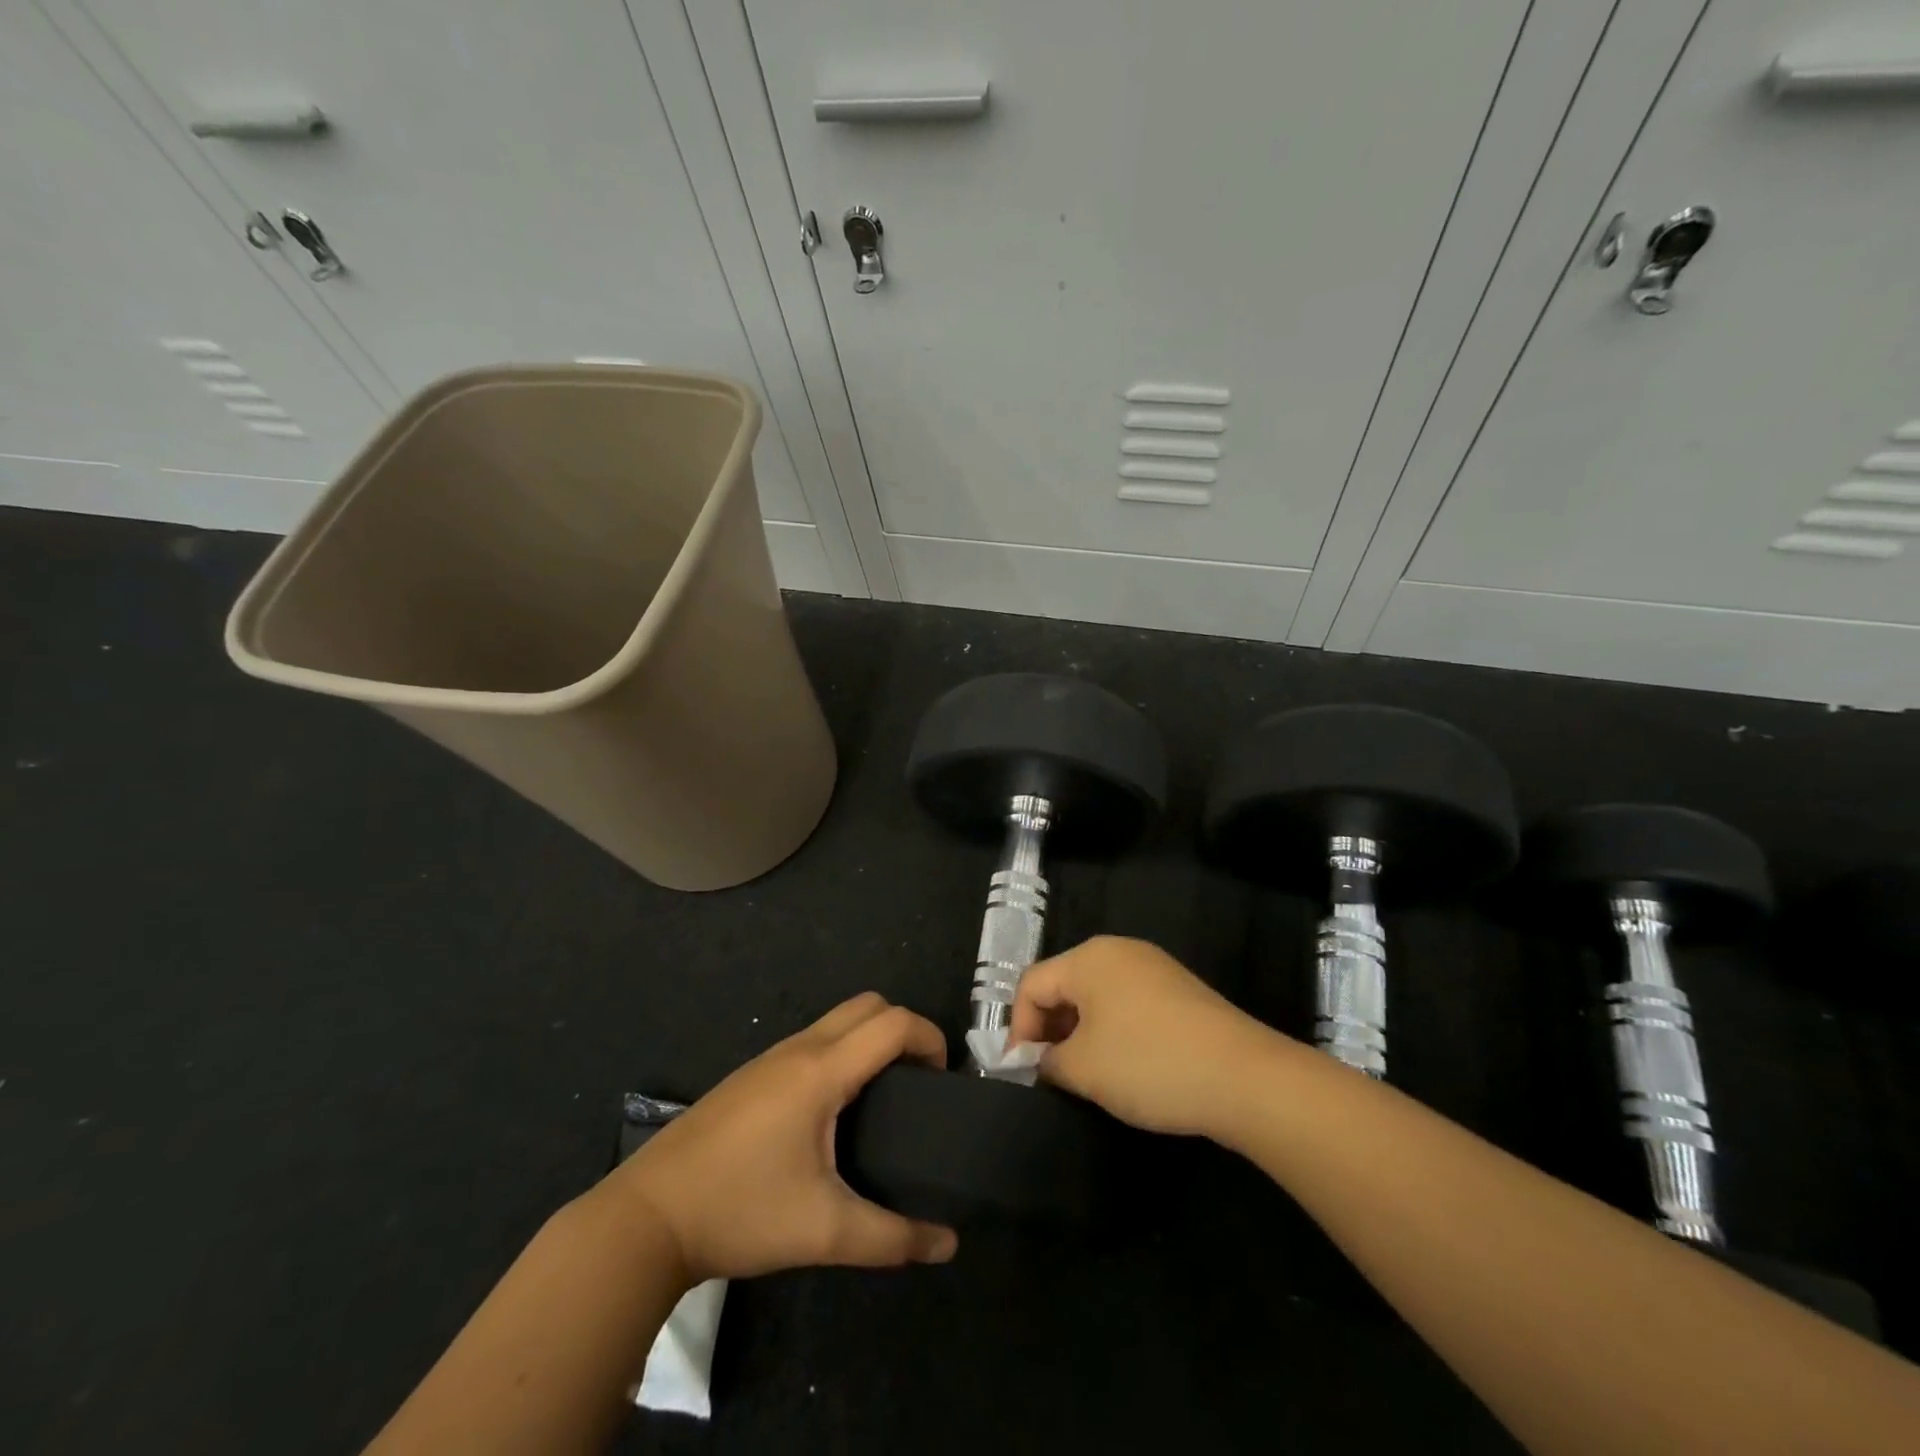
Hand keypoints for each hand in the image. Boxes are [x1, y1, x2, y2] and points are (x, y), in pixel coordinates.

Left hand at [601, 994, 958, 1281]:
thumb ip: (892, 1237)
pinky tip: (835, 1110)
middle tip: (917, 1084)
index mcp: (822, 1070)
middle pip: (868, 1006)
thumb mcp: (824, 1231)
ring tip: (885, 1097)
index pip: (892, 1023)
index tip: (944, 1081)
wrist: (648, 1217)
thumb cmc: (741, 1211)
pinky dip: (842, 1052)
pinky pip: (813, 1040)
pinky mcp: (751, 1076)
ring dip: (870, 1039)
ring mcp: (770, 1058)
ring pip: (837, 1020)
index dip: (930, 1039)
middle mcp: (799, 1049)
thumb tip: (948, 1244)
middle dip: (903, 1030)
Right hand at [1009, 936, 1272, 1137]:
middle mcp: (1119, 951)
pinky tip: (1124, 1067)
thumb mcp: (1083, 1069)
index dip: (1019, 1028)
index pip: (1032, 984)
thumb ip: (1047, 1060)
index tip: (1022, 1072)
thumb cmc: (1149, 1064)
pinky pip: (1128, 1004)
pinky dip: (1113, 1031)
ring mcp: (1154, 968)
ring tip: (1085, 1075)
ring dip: (1081, 1033)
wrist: (1245, 1078)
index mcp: (1089, 957)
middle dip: (1050, 1029)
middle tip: (1050, 1074)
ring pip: (1097, 996)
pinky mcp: (1179, 991)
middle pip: (1064, 984)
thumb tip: (1041, 1059)